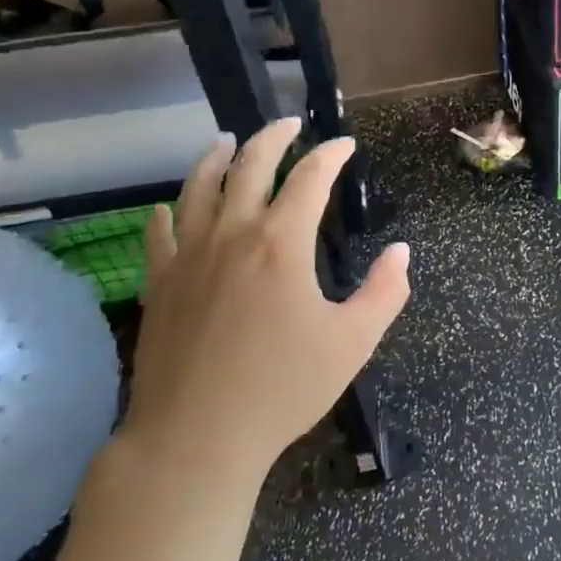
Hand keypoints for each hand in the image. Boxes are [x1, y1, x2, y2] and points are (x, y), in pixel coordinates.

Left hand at [120, 119, 409, 490]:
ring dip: (215, 158)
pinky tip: (168, 208)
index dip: (330, 155)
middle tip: (288, 122)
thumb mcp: (353, 343)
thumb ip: (384, 292)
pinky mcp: (159, 284)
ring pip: (198, 189)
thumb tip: (401, 252)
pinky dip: (167, 213)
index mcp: (281, 243)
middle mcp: (232, 235)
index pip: (310, 178)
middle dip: (273, 138)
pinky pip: (159, 234)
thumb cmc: (283, 389)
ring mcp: (188, 257)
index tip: (345, 144)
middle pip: (249, 167)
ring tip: (225, 141)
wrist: (196, 437)